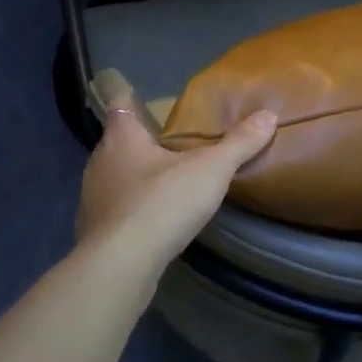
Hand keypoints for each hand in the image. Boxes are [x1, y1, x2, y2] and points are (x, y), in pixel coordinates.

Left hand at [76, 75, 275, 273]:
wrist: (122, 264)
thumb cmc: (162, 203)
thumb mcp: (210, 170)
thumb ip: (238, 144)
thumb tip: (269, 115)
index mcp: (122, 138)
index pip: (120, 105)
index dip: (131, 99)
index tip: (143, 97)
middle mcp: (100, 161)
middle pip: (117, 142)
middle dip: (139, 141)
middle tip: (168, 142)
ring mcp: (92, 197)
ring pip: (113, 176)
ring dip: (134, 176)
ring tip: (163, 180)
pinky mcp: (94, 230)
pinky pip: (115, 209)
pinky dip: (130, 208)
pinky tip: (151, 218)